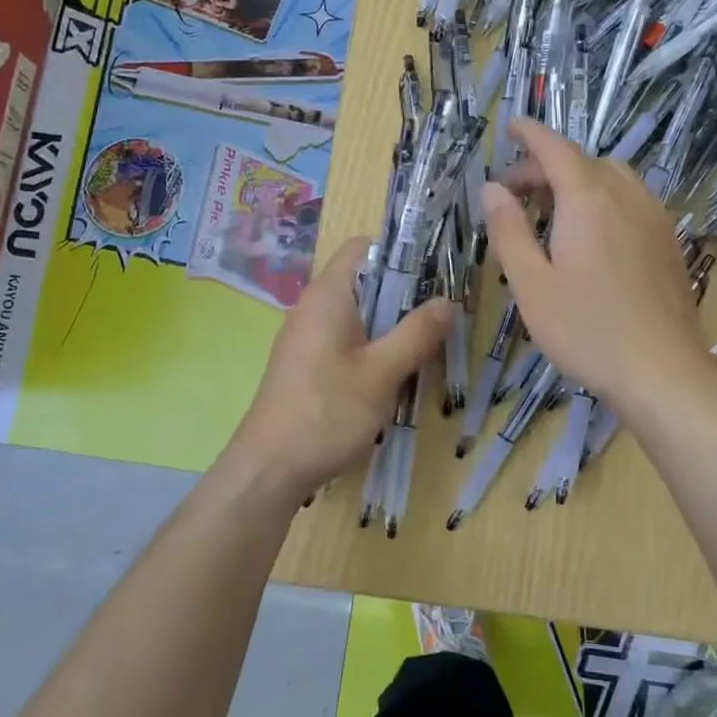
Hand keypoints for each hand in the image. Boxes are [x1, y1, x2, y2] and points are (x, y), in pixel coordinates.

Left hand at [229, 236, 451, 495]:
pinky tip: (395, 373)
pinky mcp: (307, 365)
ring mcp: (307, 337)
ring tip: (427, 343)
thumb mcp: (381, 373)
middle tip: (441, 313)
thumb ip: (416, 333)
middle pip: (364, 281)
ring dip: (391, 324)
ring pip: (358, 314)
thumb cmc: (327, 412)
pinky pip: (346, 340)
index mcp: (327, 295)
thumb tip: (447, 301)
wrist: (269, 469)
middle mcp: (313, 307)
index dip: (399, 252)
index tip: (434, 273)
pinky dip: (373, 346)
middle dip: (404, 293)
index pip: (362, 247)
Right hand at [483, 117, 708, 411]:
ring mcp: (654, 217)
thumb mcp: (531, 284)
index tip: (511, 127)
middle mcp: (625, 196)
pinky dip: (605, 198)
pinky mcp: (669, 240)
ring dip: (578, 181)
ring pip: (612, 178)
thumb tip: (492, 189)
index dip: (531, 134)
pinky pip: (632, 199)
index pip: (555, 149)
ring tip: (553, 211)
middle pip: (583, 162)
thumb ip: (508, 231)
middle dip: (546, 166)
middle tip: (515, 194)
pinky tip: (593, 233)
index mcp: (587, 200)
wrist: (662, 370)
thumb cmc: (586, 330)